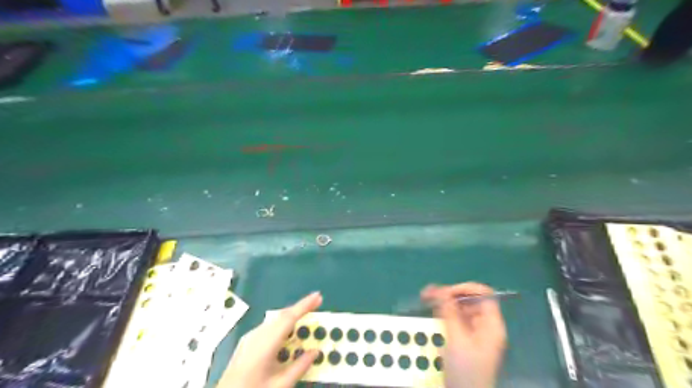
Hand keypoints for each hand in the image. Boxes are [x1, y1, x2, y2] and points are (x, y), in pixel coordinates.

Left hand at [218, 293, 322, 385]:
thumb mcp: (280, 385)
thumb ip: (299, 367)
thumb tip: (315, 351)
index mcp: (265, 343)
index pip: (288, 318)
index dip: (305, 305)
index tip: (318, 296)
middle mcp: (257, 335)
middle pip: (282, 316)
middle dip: (300, 307)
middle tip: (317, 303)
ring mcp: (250, 338)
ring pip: (275, 320)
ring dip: (291, 316)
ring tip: (306, 315)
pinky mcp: (247, 343)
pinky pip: (269, 327)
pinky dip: (282, 324)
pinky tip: (288, 331)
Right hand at [419, 283, 506, 387]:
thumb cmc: (465, 369)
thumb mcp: (456, 338)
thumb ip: (449, 311)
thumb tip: (439, 288)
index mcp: (491, 324)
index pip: (484, 294)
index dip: (466, 289)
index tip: (446, 292)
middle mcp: (484, 324)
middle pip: (470, 300)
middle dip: (450, 293)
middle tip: (429, 293)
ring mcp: (474, 332)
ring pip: (460, 308)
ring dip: (444, 301)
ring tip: (426, 296)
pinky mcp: (464, 338)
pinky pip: (455, 318)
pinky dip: (443, 311)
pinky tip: (431, 308)